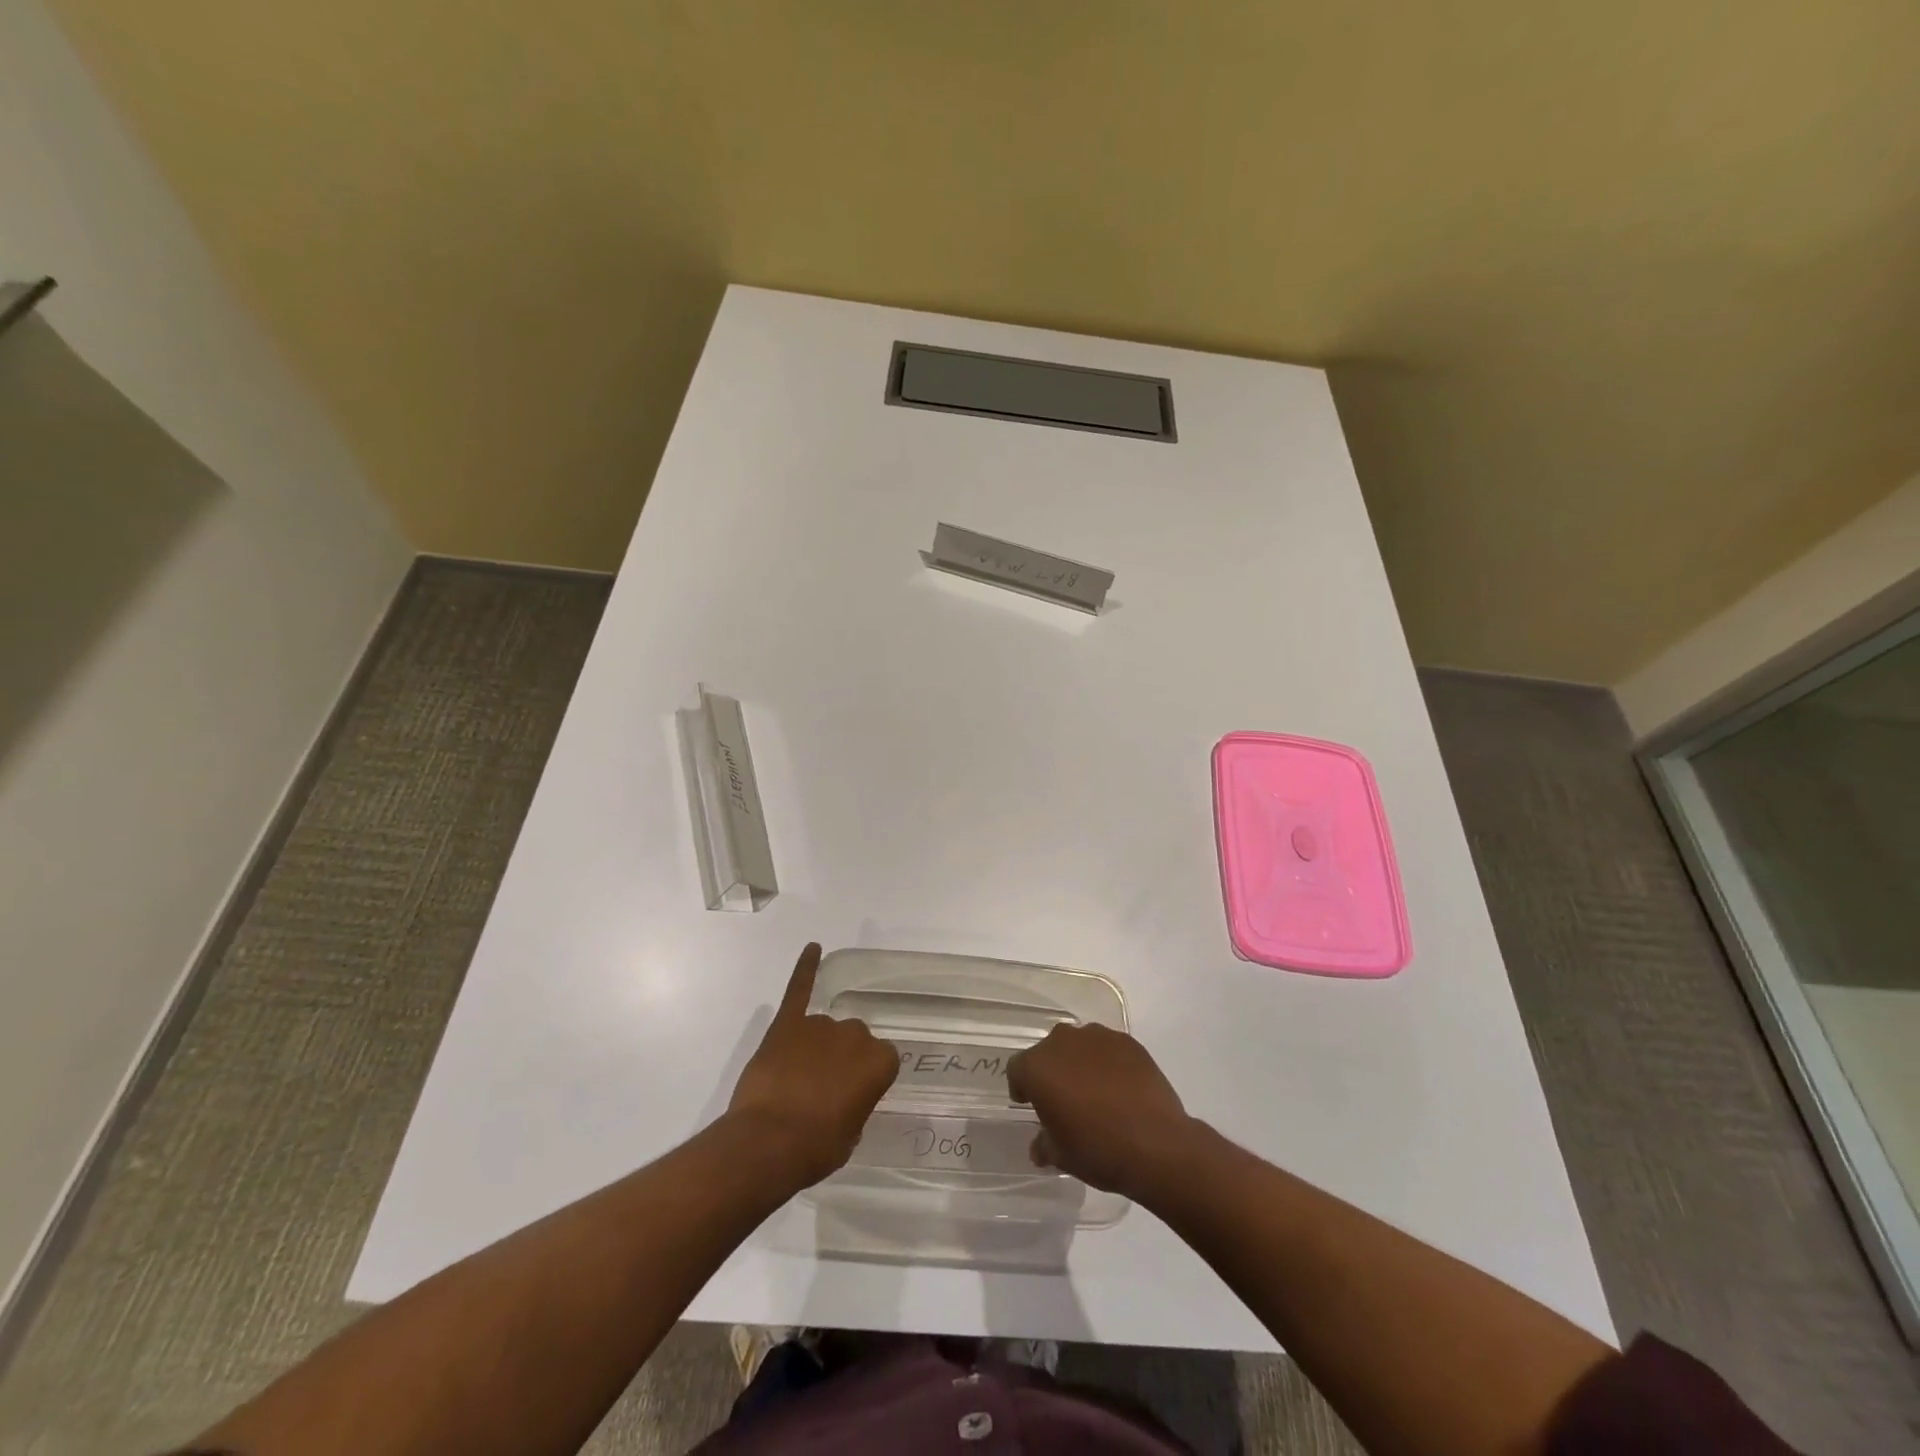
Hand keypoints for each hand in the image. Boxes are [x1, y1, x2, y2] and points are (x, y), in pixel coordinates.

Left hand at [726, 943, 898, 1188]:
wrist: (768, 1143)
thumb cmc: (816, 1148)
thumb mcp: (851, 1135)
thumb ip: (855, 1104)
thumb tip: (842, 1096)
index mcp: (879, 1061)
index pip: (882, 1061)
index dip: (865, 1080)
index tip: (852, 1096)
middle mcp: (854, 1034)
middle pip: (853, 1040)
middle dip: (840, 1060)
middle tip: (822, 1091)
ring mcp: (819, 1025)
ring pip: (824, 1030)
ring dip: (816, 1048)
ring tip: (796, 1079)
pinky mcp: (787, 1023)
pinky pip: (799, 989)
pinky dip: (805, 968)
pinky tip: (813, 948)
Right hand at [1006, 1023, 1195, 1200]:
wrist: (1156, 1143)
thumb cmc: (1097, 1149)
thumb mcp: (1060, 1156)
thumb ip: (1044, 1144)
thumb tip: (1040, 1145)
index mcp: (1038, 1067)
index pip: (1017, 1069)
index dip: (1022, 1087)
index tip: (1030, 1104)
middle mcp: (1063, 1042)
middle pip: (1048, 1052)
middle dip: (1052, 1071)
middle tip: (1063, 1100)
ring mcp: (1098, 1037)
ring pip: (1079, 1046)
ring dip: (1080, 1063)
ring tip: (1094, 1093)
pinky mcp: (1128, 1042)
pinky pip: (1108, 1049)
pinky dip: (1108, 1063)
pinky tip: (1120, 1089)